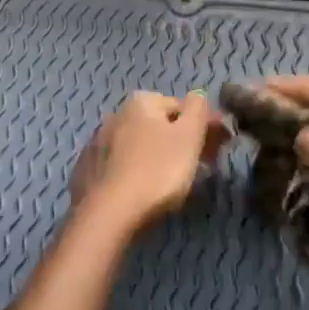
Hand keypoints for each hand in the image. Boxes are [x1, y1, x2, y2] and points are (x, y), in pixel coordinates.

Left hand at [70, 91, 230, 234]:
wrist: (108, 214)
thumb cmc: (157, 170)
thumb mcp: (189, 135)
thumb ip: (198, 108)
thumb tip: (198, 95)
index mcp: (141, 102)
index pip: (182, 107)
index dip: (205, 127)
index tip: (221, 149)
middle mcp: (116, 114)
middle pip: (160, 125)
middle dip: (182, 141)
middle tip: (202, 167)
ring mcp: (98, 142)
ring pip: (139, 145)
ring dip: (158, 156)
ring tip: (173, 182)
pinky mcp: (87, 170)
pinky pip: (121, 165)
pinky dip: (135, 171)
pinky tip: (143, 190)